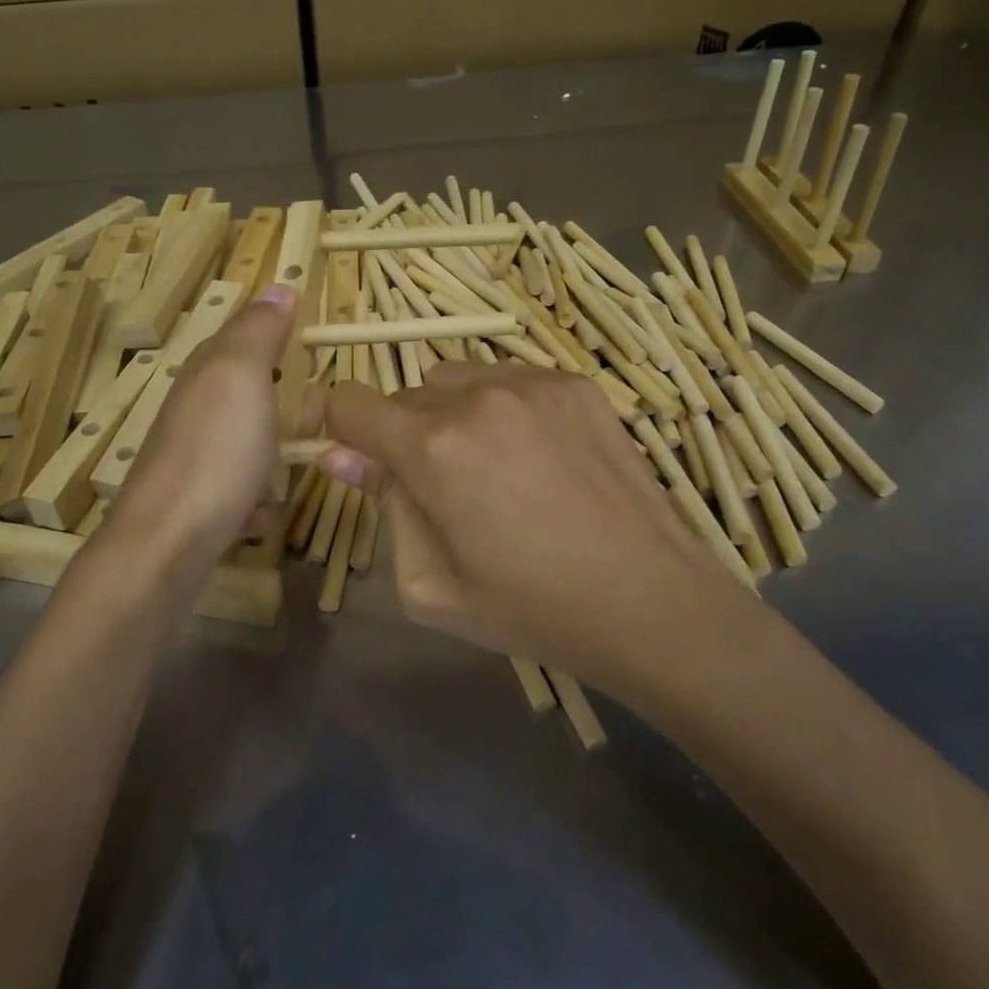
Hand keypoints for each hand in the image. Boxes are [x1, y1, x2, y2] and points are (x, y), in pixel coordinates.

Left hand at [107, 284, 296, 564]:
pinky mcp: (201, 501)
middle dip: (286, 410)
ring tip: (286, 476)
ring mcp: (197, 457)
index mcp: (207, 372)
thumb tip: (279, 285)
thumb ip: (258, 331)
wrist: (167, 545)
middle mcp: (197, 410)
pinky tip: (260, 514)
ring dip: (276, 464)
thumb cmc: (214, 452)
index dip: (278, 337)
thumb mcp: (241, 376)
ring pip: (253, 446)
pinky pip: (245, 491)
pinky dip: (258, 503)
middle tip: (315, 423)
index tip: (315, 352)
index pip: (244, 336)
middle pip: (253, 395)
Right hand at [322, 364, 748, 690]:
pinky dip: (500, 408)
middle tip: (440, 490)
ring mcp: (532, 383)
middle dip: (403, 436)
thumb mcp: (430, 585)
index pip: (349, 404)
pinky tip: (536, 457)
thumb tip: (342, 457)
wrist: (651, 600)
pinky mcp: (576, 384)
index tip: (353, 457)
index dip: (336, 428)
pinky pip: (508, 380)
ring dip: (451, 417)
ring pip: (456, 382)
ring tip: (491, 470)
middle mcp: (477, 399)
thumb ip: (383, 509)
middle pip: (405, 396)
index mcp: (433, 450)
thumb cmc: (532, 608)